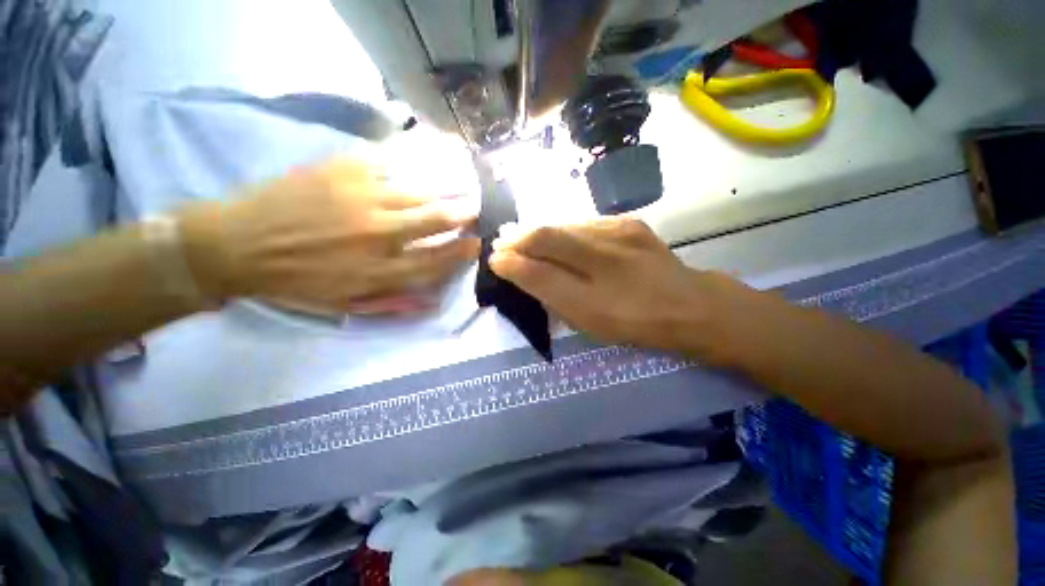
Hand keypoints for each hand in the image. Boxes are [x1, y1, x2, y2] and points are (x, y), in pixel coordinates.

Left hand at [178, 158, 479, 311]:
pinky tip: (427, 158)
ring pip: (418, 191)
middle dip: (462, 214)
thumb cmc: (297, 281)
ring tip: (460, 183)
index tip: (476, 243)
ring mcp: (362, 199)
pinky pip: (389, 164)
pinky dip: (413, 162)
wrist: (236, 245)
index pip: (437, 260)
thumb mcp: (346, 304)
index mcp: (379, 270)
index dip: (461, 252)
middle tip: (475, 208)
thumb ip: (393, 302)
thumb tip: (431, 302)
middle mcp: (379, 234)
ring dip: (445, 188)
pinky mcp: (343, 171)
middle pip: (435, 220)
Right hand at [490, 218, 742, 360]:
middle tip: (502, 242)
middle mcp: (606, 254)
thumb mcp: (589, 321)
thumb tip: (519, 270)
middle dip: (519, 237)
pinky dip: (563, 231)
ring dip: (540, 232)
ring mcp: (620, 232)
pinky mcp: (630, 223)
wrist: (690, 305)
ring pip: (566, 226)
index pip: (541, 266)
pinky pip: (585, 224)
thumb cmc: (635, 323)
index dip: (513, 260)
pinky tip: (559, 239)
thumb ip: (551, 295)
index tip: (495, 259)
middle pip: (549, 235)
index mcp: (596, 291)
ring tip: (523, 238)